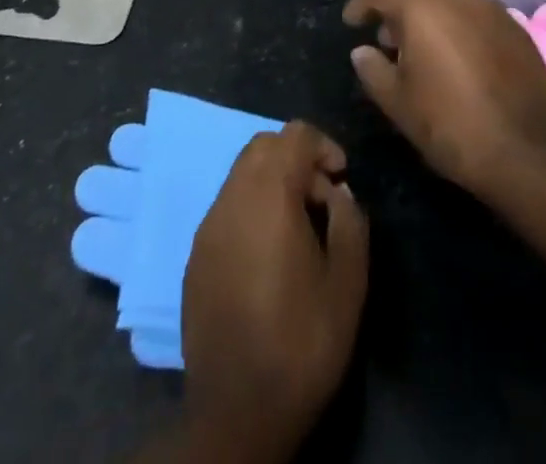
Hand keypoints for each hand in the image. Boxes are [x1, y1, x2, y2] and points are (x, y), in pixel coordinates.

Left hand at [179, 122, 368, 458]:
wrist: (238, 410)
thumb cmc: (302, 343)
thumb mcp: (348, 285)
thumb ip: (349, 223)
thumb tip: (338, 194)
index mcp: (269, 195)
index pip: (294, 135)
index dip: (323, 145)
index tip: (342, 178)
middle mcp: (232, 197)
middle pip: (263, 146)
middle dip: (296, 158)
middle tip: (322, 199)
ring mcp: (208, 225)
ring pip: (241, 174)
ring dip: (272, 182)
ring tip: (298, 227)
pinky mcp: (195, 253)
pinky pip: (226, 207)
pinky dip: (251, 208)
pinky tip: (267, 253)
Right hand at [344, 0, 545, 202]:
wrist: (529, 153)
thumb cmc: (452, 127)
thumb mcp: (399, 105)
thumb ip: (374, 70)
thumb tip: (362, 51)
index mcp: (421, 7)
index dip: (360, 2)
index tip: (352, 23)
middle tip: (386, 24)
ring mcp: (489, 6)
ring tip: (420, 38)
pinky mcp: (514, 26)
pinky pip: (475, 5)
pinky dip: (456, 14)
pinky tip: (455, 49)